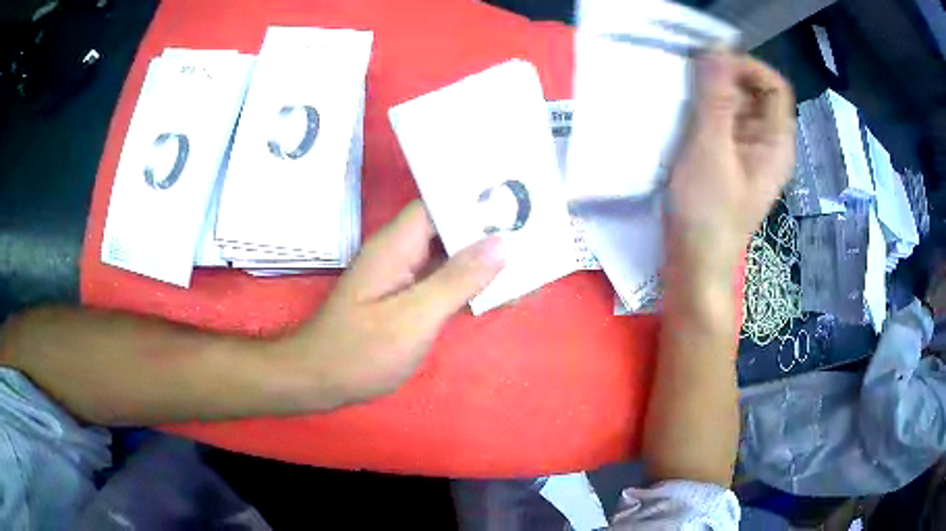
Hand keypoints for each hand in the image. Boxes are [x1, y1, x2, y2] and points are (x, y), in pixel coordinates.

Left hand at [283, 200, 505, 408]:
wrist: (320, 381)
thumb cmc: (362, 351)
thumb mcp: (414, 317)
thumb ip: (458, 279)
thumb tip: (501, 244)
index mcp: (397, 244)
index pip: (439, 203)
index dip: (476, 201)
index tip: (518, 202)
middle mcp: (399, 252)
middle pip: (447, 228)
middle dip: (487, 231)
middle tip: (534, 234)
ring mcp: (401, 276)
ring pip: (447, 256)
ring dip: (481, 260)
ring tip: (526, 261)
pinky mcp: (403, 298)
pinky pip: (441, 281)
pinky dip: (467, 284)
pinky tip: (496, 291)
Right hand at [667, 50, 794, 274]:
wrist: (695, 264)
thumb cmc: (707, 214)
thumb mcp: (710, 151)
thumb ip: (715, 99)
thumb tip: (716, 51)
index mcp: (776, 143)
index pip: (774, 85)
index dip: (746, 67)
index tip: (711, 66)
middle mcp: (769, 144)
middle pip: (755, 93)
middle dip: (725, 80)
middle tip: (691, 84)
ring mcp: (750, 154)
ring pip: (737, 107)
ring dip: (712, 96)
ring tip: (684, 102)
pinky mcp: (732, 161)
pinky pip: (724, 124)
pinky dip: (706, 113)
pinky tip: (686, 122)